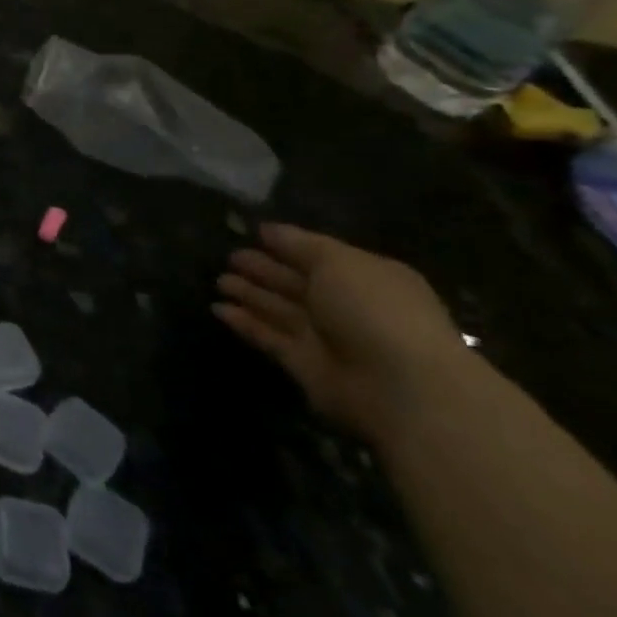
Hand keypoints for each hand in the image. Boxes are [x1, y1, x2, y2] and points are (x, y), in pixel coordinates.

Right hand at [214, 224, 466, 443]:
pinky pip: (268, 336)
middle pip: (296, 282)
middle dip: (263, 269)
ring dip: (250, 294)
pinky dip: (245, 323)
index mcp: (364, 277)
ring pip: (279, 309)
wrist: (398, 386)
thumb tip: (267, 229)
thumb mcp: (338, 261)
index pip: (318, 256)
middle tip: (230, 257)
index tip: (253, 233)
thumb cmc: (374, 309)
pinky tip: (218, 309)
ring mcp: (325, 336)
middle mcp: (345, 305)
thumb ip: (300, 244)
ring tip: (218, 280)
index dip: (287, 245)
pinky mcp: (303, 364)